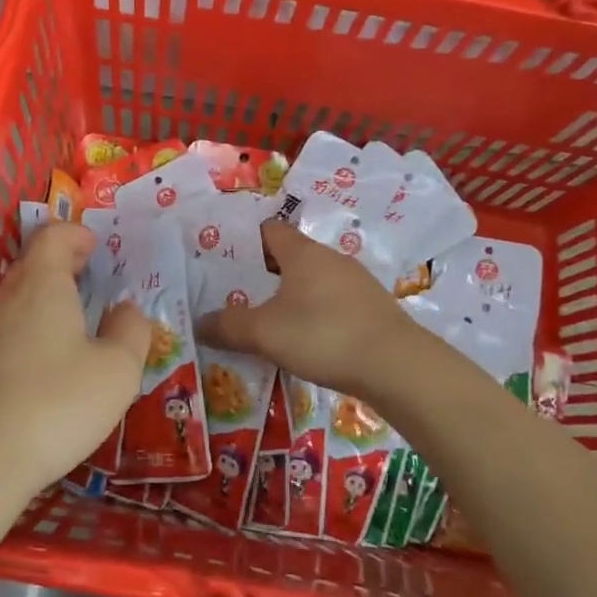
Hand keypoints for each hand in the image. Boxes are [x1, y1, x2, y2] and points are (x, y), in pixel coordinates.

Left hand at [0, 222, 150, 503]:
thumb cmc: (57, 405)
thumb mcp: (117, 370)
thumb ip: (132, 331)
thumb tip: (127, 309)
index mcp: (42, 286)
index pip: (53, 236)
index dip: (76, 234)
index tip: (97, 247)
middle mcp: (7, 299)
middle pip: (33, 264)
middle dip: (64, 264)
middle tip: (93, 279)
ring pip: (18, 298)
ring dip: (47, 298)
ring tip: (77, 321)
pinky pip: (8, 329)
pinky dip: (32, 328)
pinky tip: (49, 363)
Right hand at [195, 218, 419, 400]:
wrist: (397, 366)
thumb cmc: (323, 335)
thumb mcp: (265, 333)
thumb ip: (228, 326)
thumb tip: (198, 323)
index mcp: (303, 253)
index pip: (270, 230)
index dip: (246, 240)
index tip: (224, 259)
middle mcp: (331, 259)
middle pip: (292, 256)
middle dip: (265, 273)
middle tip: (238, 295)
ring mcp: (358, 284)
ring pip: (314, 281)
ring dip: (293, 296)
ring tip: (269, 322)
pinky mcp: (374, 310)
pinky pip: (335, 303)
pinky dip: (317, 315)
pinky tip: (308, 341)